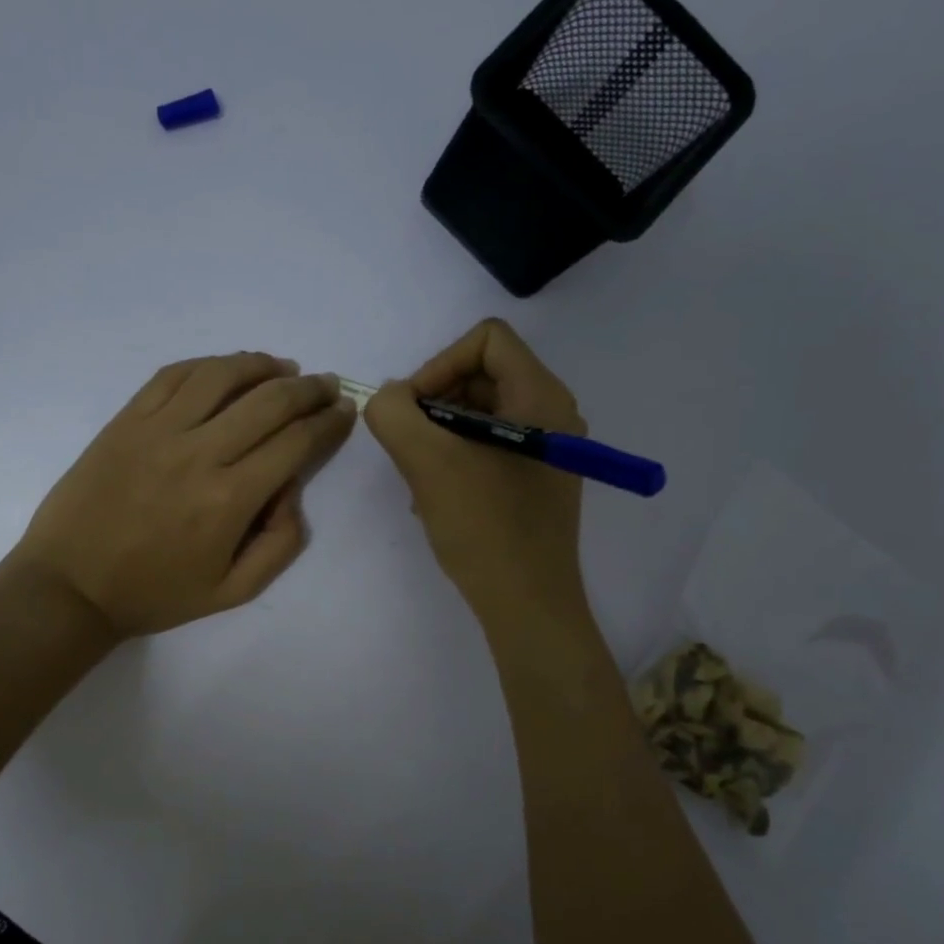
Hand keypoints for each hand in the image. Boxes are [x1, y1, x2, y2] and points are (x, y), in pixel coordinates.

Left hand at [9, 352, 356, 637]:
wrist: (71, 585)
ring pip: (222, 375)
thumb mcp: (233, 591)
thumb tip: (293, 488)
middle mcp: (199, 453)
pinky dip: (208, 364)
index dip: (328, 422)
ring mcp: (157, 430)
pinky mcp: (126, 420)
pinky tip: (226, 368)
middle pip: (269, 401)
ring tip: (283, 368)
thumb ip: (281, 543)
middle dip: (309, 389)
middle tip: (326, 385)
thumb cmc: (156, 593)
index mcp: (229, 499)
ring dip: (262, 365)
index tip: (344, 410)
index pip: (295, 442)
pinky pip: (173, 375)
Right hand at [365, 319, 588, 628]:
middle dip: (436, 403)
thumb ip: (394, 413)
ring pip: (481, 413)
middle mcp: (553, 413)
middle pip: (482, 374)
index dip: (440, 363)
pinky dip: (457, 457)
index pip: (487, 339)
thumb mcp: (427, 461)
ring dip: (440, 434)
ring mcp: (548, 449)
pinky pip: (490, 446)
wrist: (527, 604)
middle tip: (410, 444)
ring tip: (420, 475)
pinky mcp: (538, 479)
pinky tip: (436, 496)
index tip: (415, 410)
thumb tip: (390, 399)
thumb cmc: (484, 527)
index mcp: (540, 396)